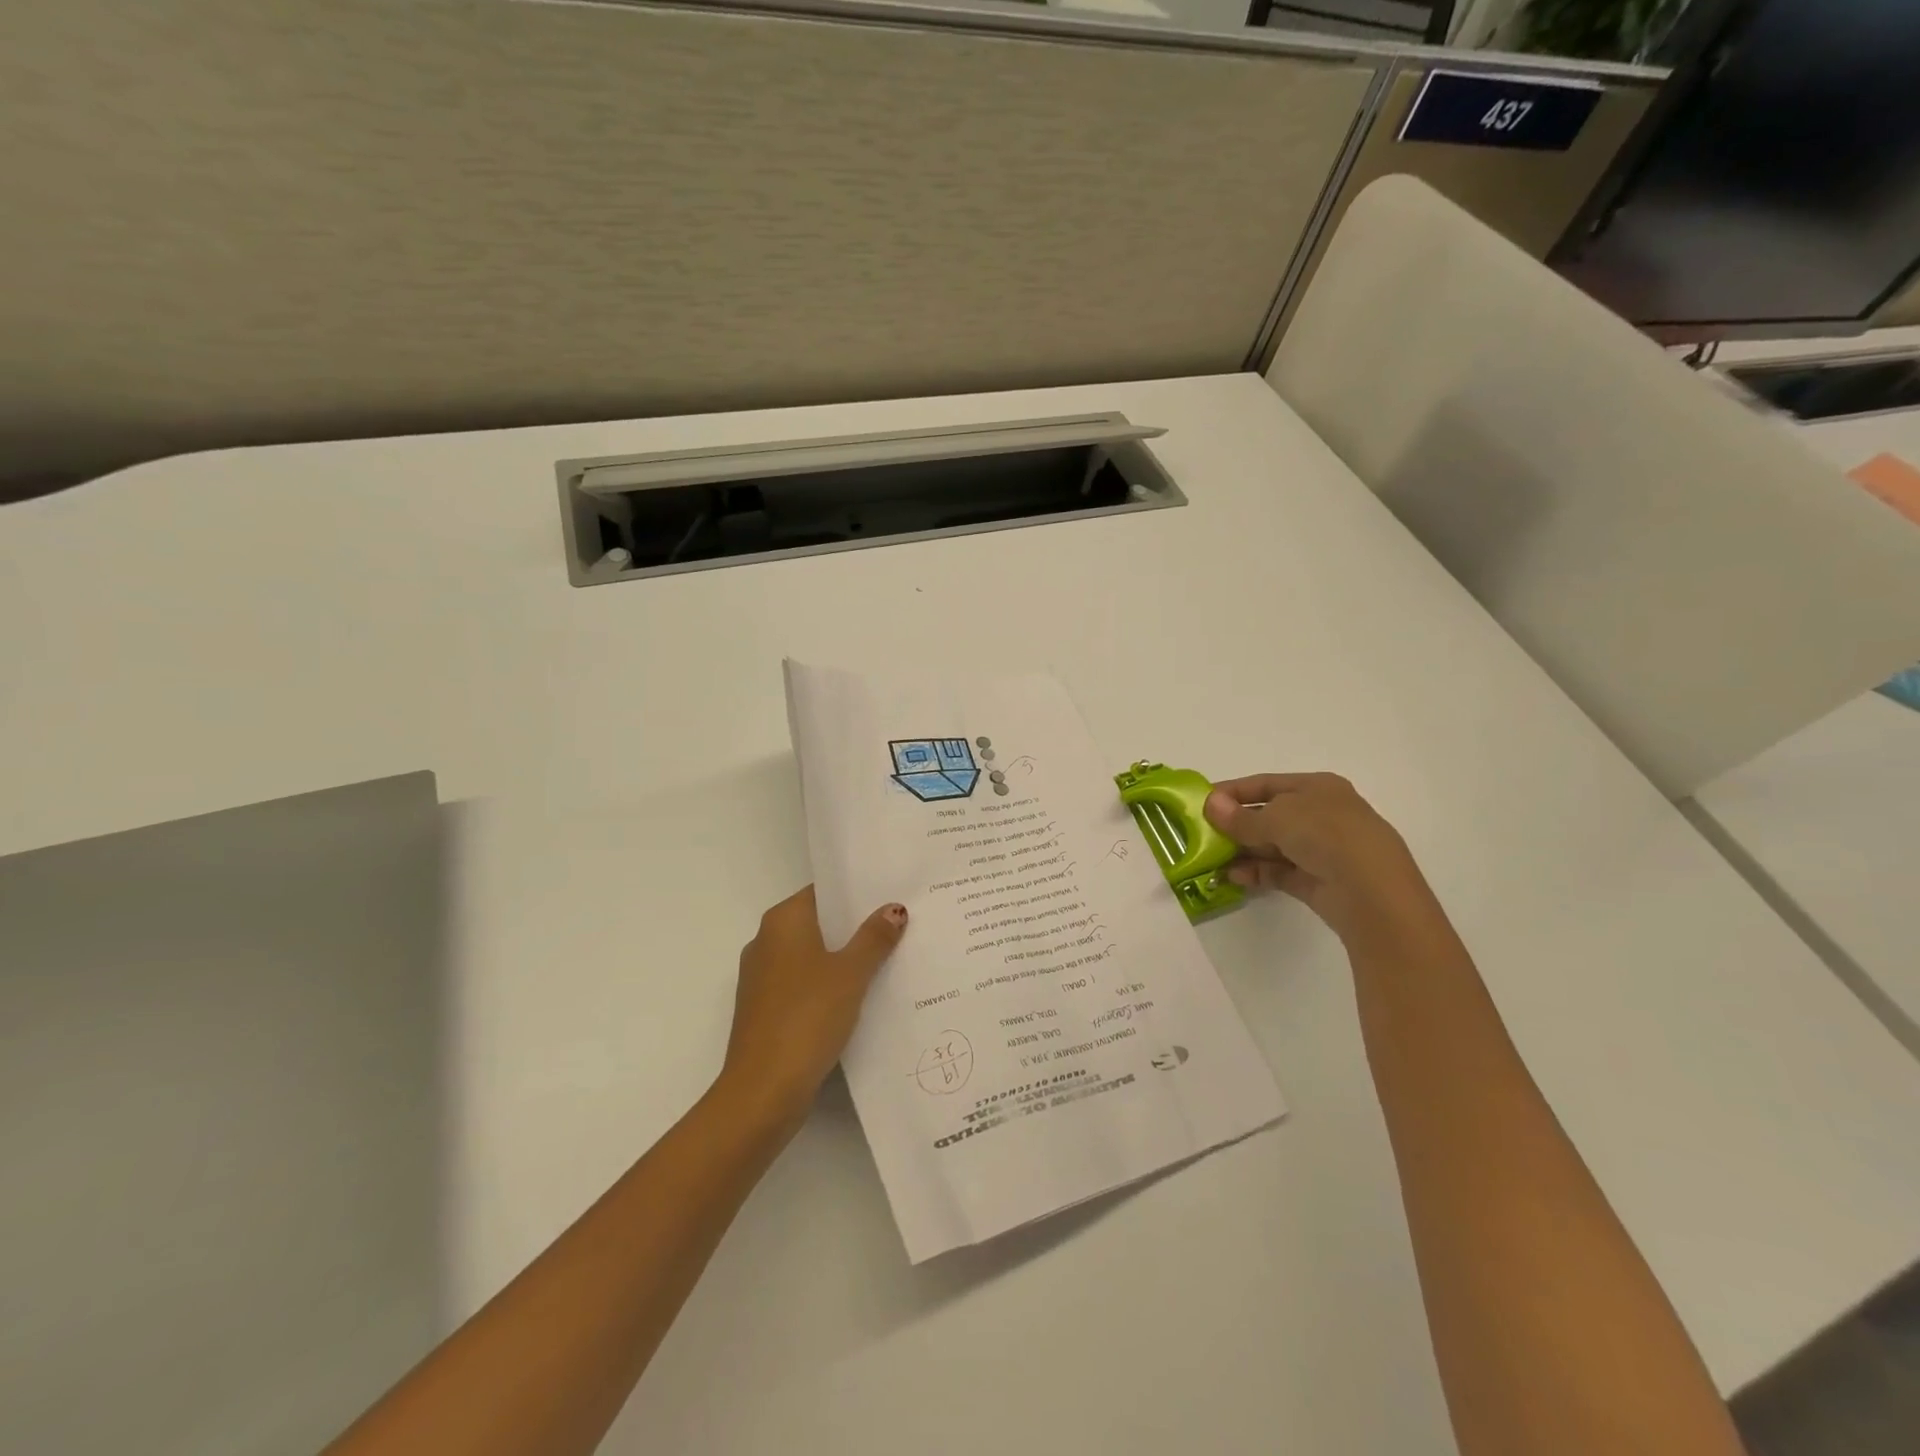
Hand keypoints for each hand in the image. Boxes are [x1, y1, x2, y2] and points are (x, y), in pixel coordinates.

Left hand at [720, 887, 907, 1127]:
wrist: (763, 1091)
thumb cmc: (807, 1017)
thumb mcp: (850, 973)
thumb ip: (874, 938)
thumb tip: (894, 908)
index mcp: (782, 922)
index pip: (823, 892)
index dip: (856, 892)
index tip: (891, 893)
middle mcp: (766, 942)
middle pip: (819, 923)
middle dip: (856, 926)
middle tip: (900, 924)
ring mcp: (763, 978)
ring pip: (812, 955)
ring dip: (845, 958)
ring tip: (891, 958)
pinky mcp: (766, 1010)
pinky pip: (805, 984)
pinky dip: (830, 985)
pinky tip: (863, 996)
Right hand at [1203, 773, 1436, 942]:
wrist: (1372, 891)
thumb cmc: (1325, 835)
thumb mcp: (1276, 818)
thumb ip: (1240, 817)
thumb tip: (1210, 804)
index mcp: (1317, 787)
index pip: (1266, 784)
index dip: (1233, 792)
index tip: (1202, 803)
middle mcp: (1321, 814)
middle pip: (1269, 815)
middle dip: (1235, 825)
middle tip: (1202, 836)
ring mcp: (1322, 849)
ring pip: (1273, 846)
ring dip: (1242, 851)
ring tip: (1211, 861)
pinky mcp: (1319, 880)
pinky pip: (1280, 871)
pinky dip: (1257, 872)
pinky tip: (1233, 877)